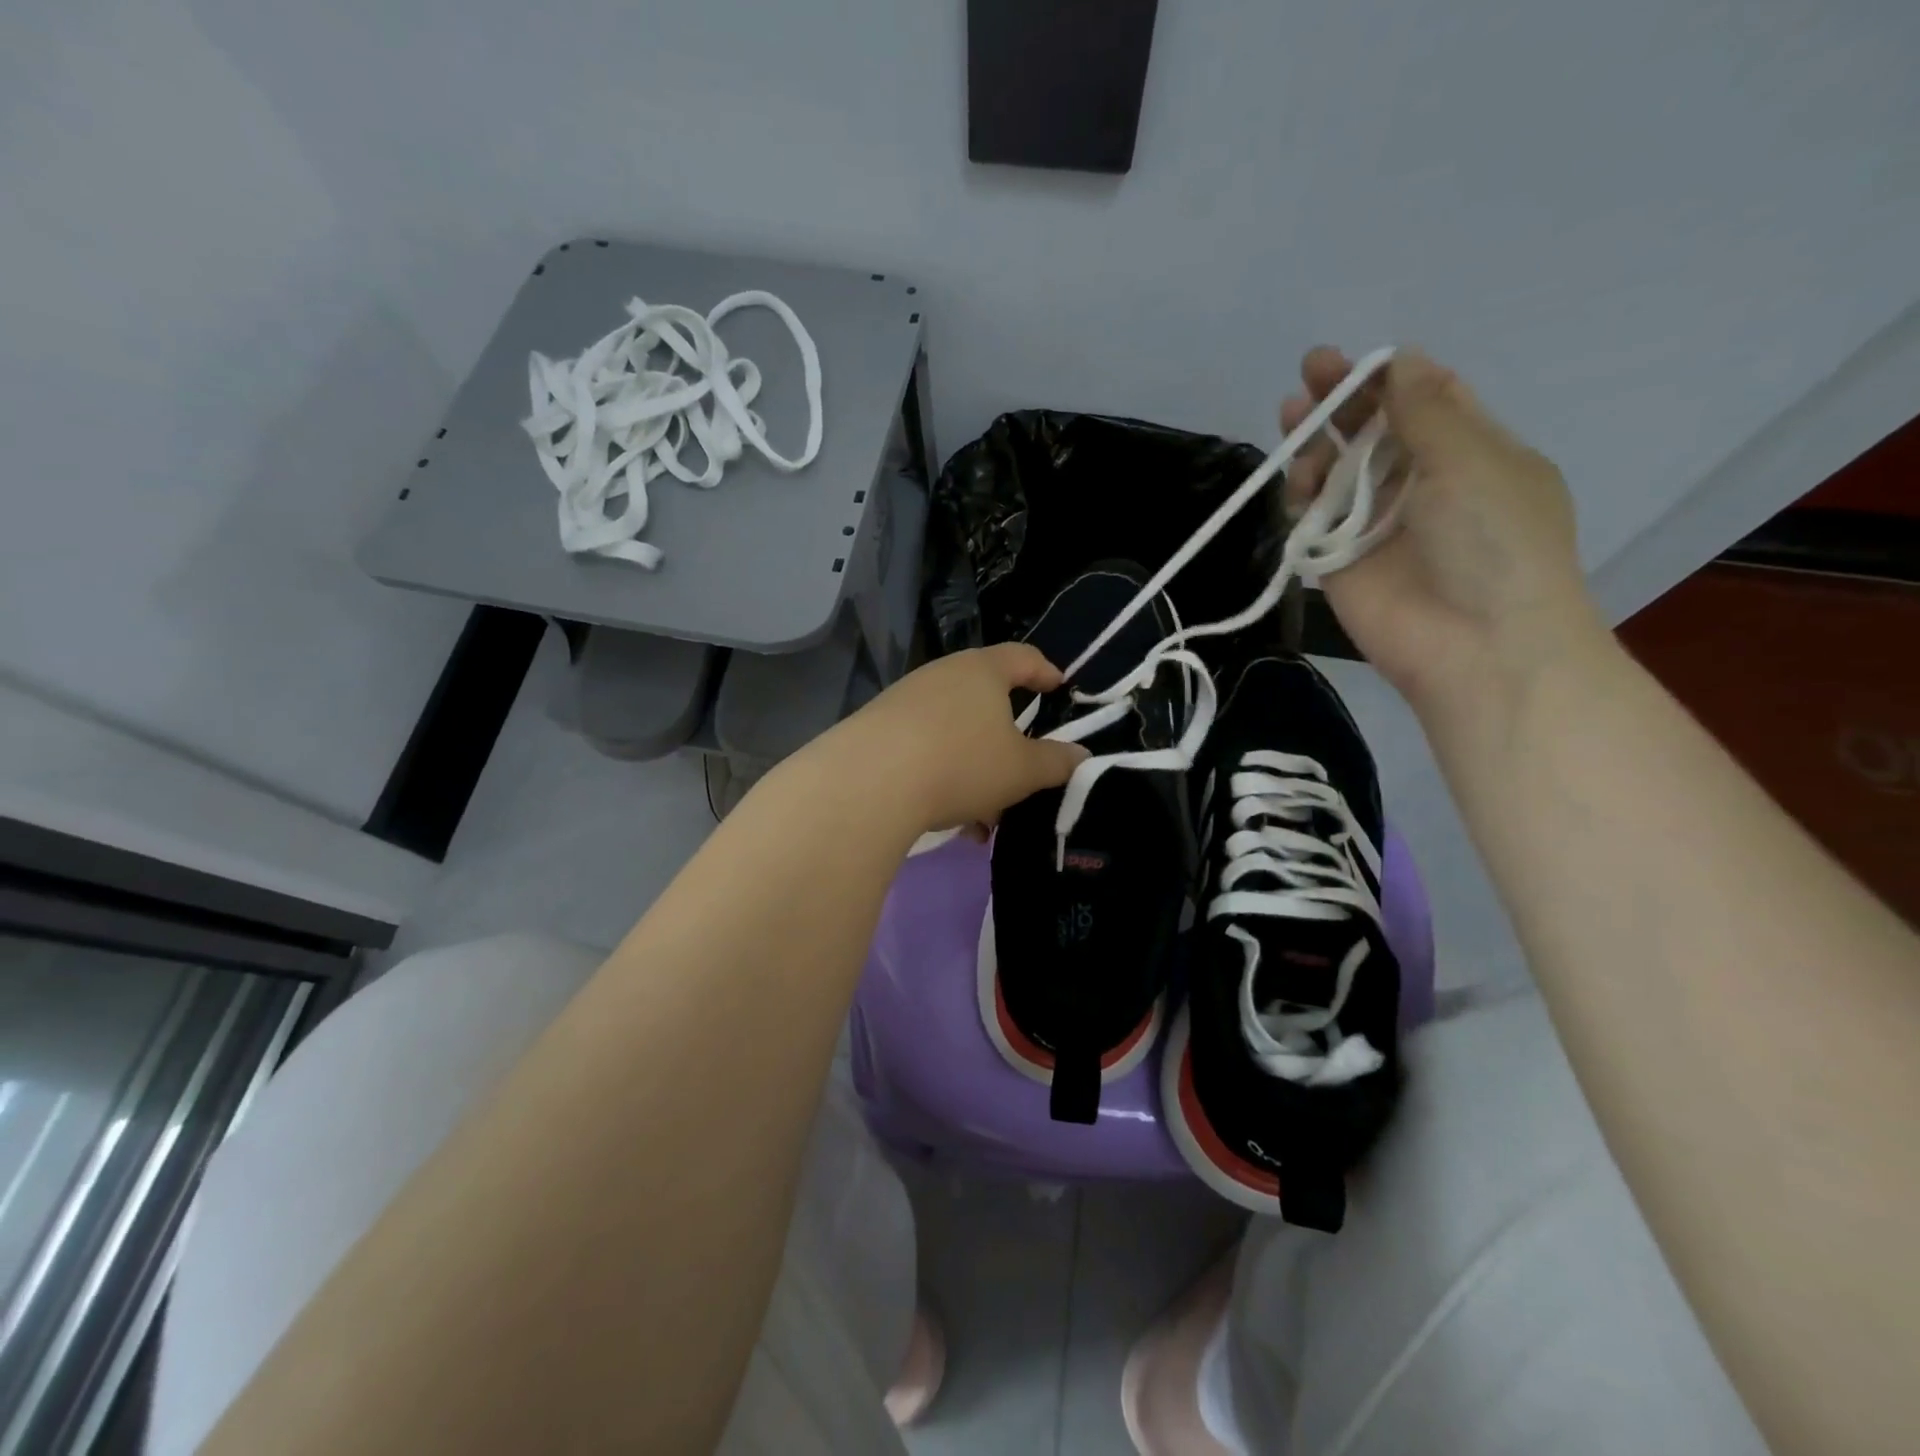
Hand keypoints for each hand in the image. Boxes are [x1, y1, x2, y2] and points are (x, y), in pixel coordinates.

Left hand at [813, 644, 1089, 837]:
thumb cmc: (961, 763)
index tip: (1059, 688)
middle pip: (985, 700)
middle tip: (1024, 769)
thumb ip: (1056, 762)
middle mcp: (942, 676)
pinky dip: (944, 778)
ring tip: (986, 816)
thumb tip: (1081, 756)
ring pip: (955, 733)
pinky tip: (950, 820)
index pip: (1023, 657)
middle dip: (1007, 740)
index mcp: (982, 671)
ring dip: (976, 769)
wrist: (869, 782)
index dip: (1045, 671)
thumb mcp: (1021, 770)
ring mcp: (905, 701)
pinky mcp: (878, 730)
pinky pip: (925, 750)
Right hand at [1282, 347, 1603, 716]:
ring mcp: (1376, 525)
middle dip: (1342, 401)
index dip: (1389, 377)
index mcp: (1471, 455)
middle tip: (1309, 370)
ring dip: (1316, 442)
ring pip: (1337, 472)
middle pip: (1373, 433)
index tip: (1355, 359)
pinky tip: (1295, 476)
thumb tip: (1401, 361)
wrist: (1474, 644)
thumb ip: (1426, 411)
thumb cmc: (1493, 542)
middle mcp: (1421, 486)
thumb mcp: (1472, 460)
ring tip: (1291, 417)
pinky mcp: (1338, 561)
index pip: (1425, 402)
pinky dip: (1300, 495)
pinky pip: (1313, 518)